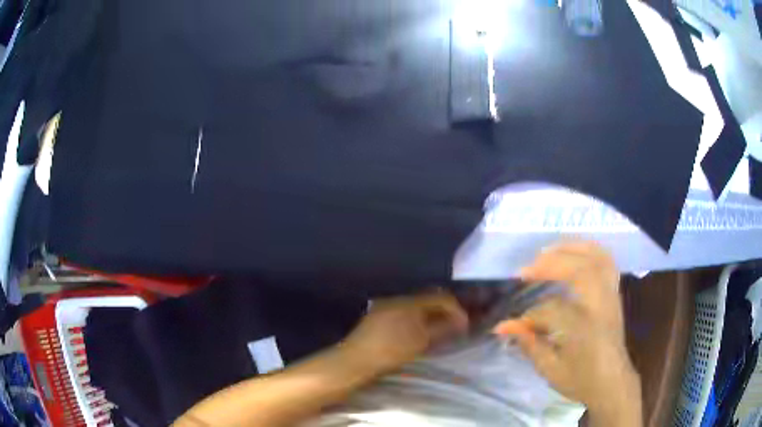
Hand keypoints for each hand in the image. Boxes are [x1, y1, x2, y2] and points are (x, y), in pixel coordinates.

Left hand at [340, 292, 469, 374]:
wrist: (355, 360)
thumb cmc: (390, 350)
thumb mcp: (421, 341)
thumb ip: (443, 328)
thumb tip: (460, 321)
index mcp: (409, 301)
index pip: (440, 297)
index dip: (456, 309)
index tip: (465, 324)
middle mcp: (396, 299)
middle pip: (427, 300)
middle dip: (443, 312)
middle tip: (454, 327)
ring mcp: (384, 307)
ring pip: (415, 307)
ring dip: (430, 316)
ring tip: (439, 331)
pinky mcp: (377, 317)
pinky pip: (403, 313)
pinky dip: (416, 320)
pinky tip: (418, 333)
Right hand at [494, 241, 640, 424]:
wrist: (613, 382)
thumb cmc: (581, 380)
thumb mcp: (551, 369)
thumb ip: (529, 344)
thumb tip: (502, 326)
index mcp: (585, 329)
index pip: (552, 310)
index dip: (528, 316)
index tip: (510, 324)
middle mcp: (601, 305)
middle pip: (580, 269)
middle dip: (550, 264)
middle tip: (525, 270)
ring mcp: (610, 295)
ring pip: (596, 257)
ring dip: (570, 248)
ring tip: (547, 252)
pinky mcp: (614, 293)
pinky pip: (605, 260)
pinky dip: (588, 250)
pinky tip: (573, 252)